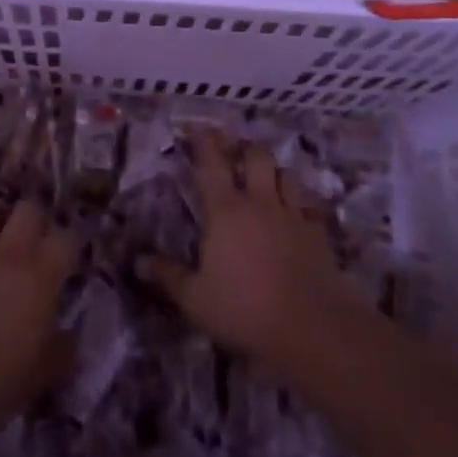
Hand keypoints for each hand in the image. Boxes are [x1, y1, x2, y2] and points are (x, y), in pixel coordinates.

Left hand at [0, 203, 77, 445]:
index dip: (68, 246)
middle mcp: (8, 252)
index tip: (64, 262)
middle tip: (25, 248)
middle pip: (28, 210)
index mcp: (40, 278)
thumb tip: (67, 339)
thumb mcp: (36, 378)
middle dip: (30, 223)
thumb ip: (58, 352)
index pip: (67, 239)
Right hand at [140, 132, 370, 373]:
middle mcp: (260, 202)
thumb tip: (139, 262)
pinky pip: (309, 205)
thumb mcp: (196, 299)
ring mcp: (293, 215)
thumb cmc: (245, 308)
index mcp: (225, 210)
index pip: (211, 164)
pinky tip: (297, 211)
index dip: (203, 142)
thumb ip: (168, 277)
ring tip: (266, 177)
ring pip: (286, 174)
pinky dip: (300, 201)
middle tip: (235, 150)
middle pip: (256, 156)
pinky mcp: (318, 233)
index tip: (197, 130)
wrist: (313, 326)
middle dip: (244, 147)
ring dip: (274, 170)